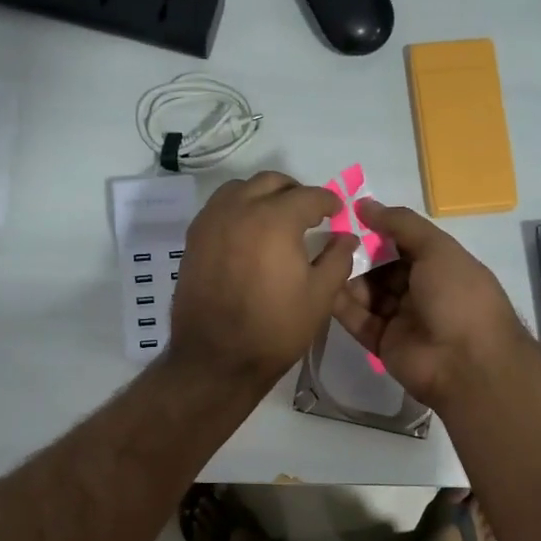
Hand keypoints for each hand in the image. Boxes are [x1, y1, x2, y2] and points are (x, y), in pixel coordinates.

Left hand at [168, 171, 357, 383]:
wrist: (216, 358)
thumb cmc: (275, 329)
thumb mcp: (320, 297)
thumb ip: (338, 259)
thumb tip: (346, 236)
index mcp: (275, 220)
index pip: (309, 196)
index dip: (329, 202)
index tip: (337, 213)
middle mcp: (239, 209)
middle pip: (272, 182)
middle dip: (295, 192)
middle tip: (309, 214)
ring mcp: (211, 221)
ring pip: (241, 188)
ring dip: (263, 195)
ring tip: (276, 219)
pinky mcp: (194, 238)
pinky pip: (219, 207)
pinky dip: (238, 209)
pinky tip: (249, 234)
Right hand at [331, 199, 530, 409]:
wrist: (466, 362)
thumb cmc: (458, 296)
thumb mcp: (436, 249)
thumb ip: (400, 224)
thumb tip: (364, 203)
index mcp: (441, 267)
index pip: (405, 244)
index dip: (379, 230)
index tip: (348, 216)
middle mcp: (422, 291)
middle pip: (383, 268)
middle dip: (359, 254)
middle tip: (329, 239)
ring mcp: (402, 319)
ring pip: (368, 294)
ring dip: (348, 277)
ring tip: (322, 260)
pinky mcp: (382, 343)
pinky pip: (358, 320)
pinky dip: (342, 305)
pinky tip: (322, 286)